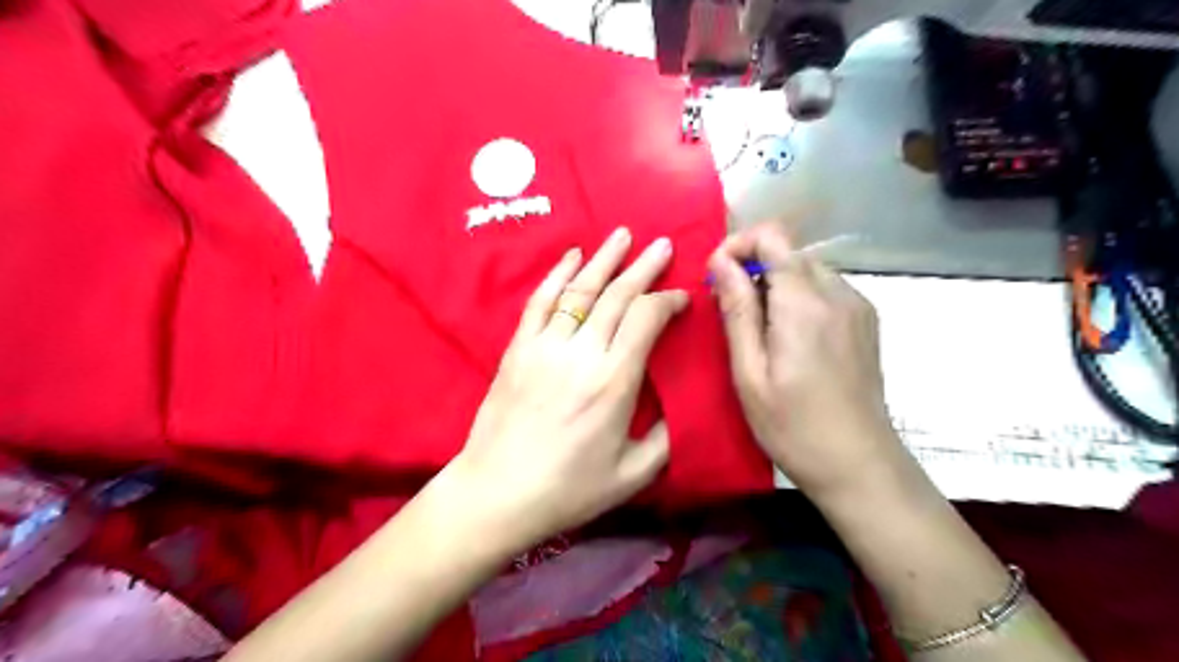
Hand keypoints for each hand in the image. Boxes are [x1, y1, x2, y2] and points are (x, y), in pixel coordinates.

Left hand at [453, 229, 691, 551]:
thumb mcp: (633, 474)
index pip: (647, 319)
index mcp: (614, 381)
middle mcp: (581, 353)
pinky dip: (557, 274)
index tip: (682, 297)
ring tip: (623, 235)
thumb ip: (665, 436)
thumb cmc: (569, 489)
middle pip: (617, 295)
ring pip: (580, 290)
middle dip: (644, 267)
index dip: (668, 301)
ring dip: (604, 259)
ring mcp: (544, 346)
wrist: (497, 492)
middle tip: (663, 244)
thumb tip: (680, 404)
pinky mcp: (518, 348)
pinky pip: (540, 301)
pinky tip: (572, 256)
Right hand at [709, 224, 904, 499]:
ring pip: (807, 269)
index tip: (717, 278)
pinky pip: (826, 289)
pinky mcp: (866, 321)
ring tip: (758, 329)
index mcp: (804, 304)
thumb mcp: (749, 372)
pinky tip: (790, 338)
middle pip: (789, 252)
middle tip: (730, 310)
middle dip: (753, 268)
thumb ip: (737, 310)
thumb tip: (721, 262)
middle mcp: (837, 293)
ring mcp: (857, 305)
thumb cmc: (792, 425)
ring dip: (775, 284)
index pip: (773, 237)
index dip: (738, 245)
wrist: (858, 464)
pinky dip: (799, 297)